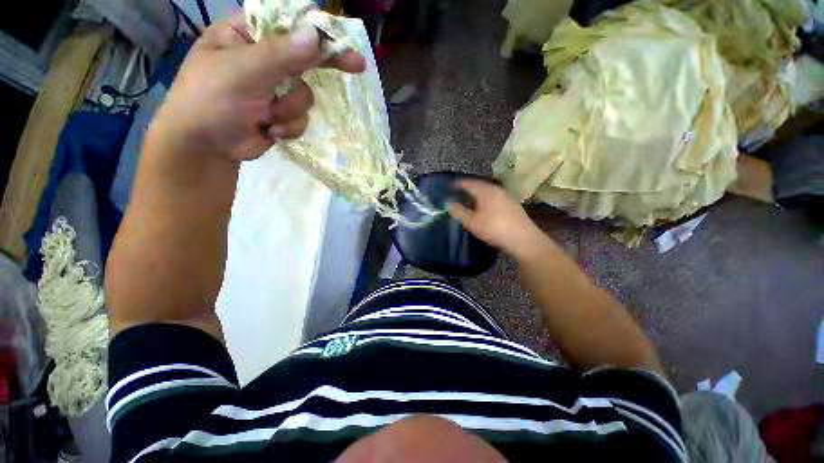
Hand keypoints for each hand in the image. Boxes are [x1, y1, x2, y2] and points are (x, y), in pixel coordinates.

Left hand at [148, 14, 365, 162]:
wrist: (206, 149)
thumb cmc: (209, 102)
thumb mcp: (241, 72)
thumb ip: (279, 55)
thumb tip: (314, 36)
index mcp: (245, 36)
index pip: (287, 25)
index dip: (315, 32)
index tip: (342, 42)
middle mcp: (263, 59)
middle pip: (304, 58)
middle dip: (323, 66)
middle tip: (357, 65)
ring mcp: (274, 89)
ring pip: (305, 95)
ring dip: (290, 110)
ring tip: (265, 117)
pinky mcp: (281, 115)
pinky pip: (302, 118)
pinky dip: (288, 127)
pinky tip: (269, 130)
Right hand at [447, 180, 546, 256]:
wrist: (523, 239)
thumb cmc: (494, 228)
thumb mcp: (472, 222)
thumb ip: (459, 212)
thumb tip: (449, 204)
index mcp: (485, 191)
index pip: (468, 183)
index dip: (457, 185)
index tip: (449, 187)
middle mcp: (496, 190)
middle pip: (478, 186)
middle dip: (467, 189)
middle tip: (458, 194)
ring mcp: (506, 196)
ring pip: (487, 192)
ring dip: (477, 195)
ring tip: (469, 201)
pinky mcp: (512, 204)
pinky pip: (494, 197)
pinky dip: (485, 200)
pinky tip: (484, 209)